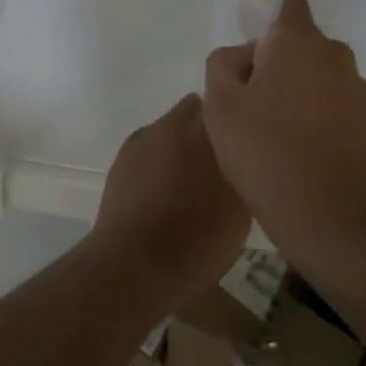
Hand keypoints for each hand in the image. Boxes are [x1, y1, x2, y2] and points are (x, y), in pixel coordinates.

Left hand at [90, 95, 249, 312]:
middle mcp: (174, 124)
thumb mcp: (240, 209)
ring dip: (180, 143)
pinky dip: (157, 158)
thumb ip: (242, 169)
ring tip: (186, 180)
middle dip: (205, 127)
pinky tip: (160, 189)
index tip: (242, 140)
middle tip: (216, 160)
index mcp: (208, 132)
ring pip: (170, 128)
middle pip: (195, 110)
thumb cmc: (199, 241)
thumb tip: (242, 155)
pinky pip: (149, 145)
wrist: (137, 261)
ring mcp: (145, 137)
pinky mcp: (123, 154)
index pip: (226, 104)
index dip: (234, 120)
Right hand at [202, 0, 365, 283]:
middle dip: (262, 59)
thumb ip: (222, 65)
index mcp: (297, 41)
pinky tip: (285, 149)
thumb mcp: (221, 105)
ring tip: (259, 132)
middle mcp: (333, 55)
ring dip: (282, 88)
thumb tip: (243, 58)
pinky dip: (302, 112)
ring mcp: (354, 90)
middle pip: (289, 41)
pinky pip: (322, 101)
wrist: (335, 223)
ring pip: (305, 74)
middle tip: (236, 99)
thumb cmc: (267, 153)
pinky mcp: (364, 123)